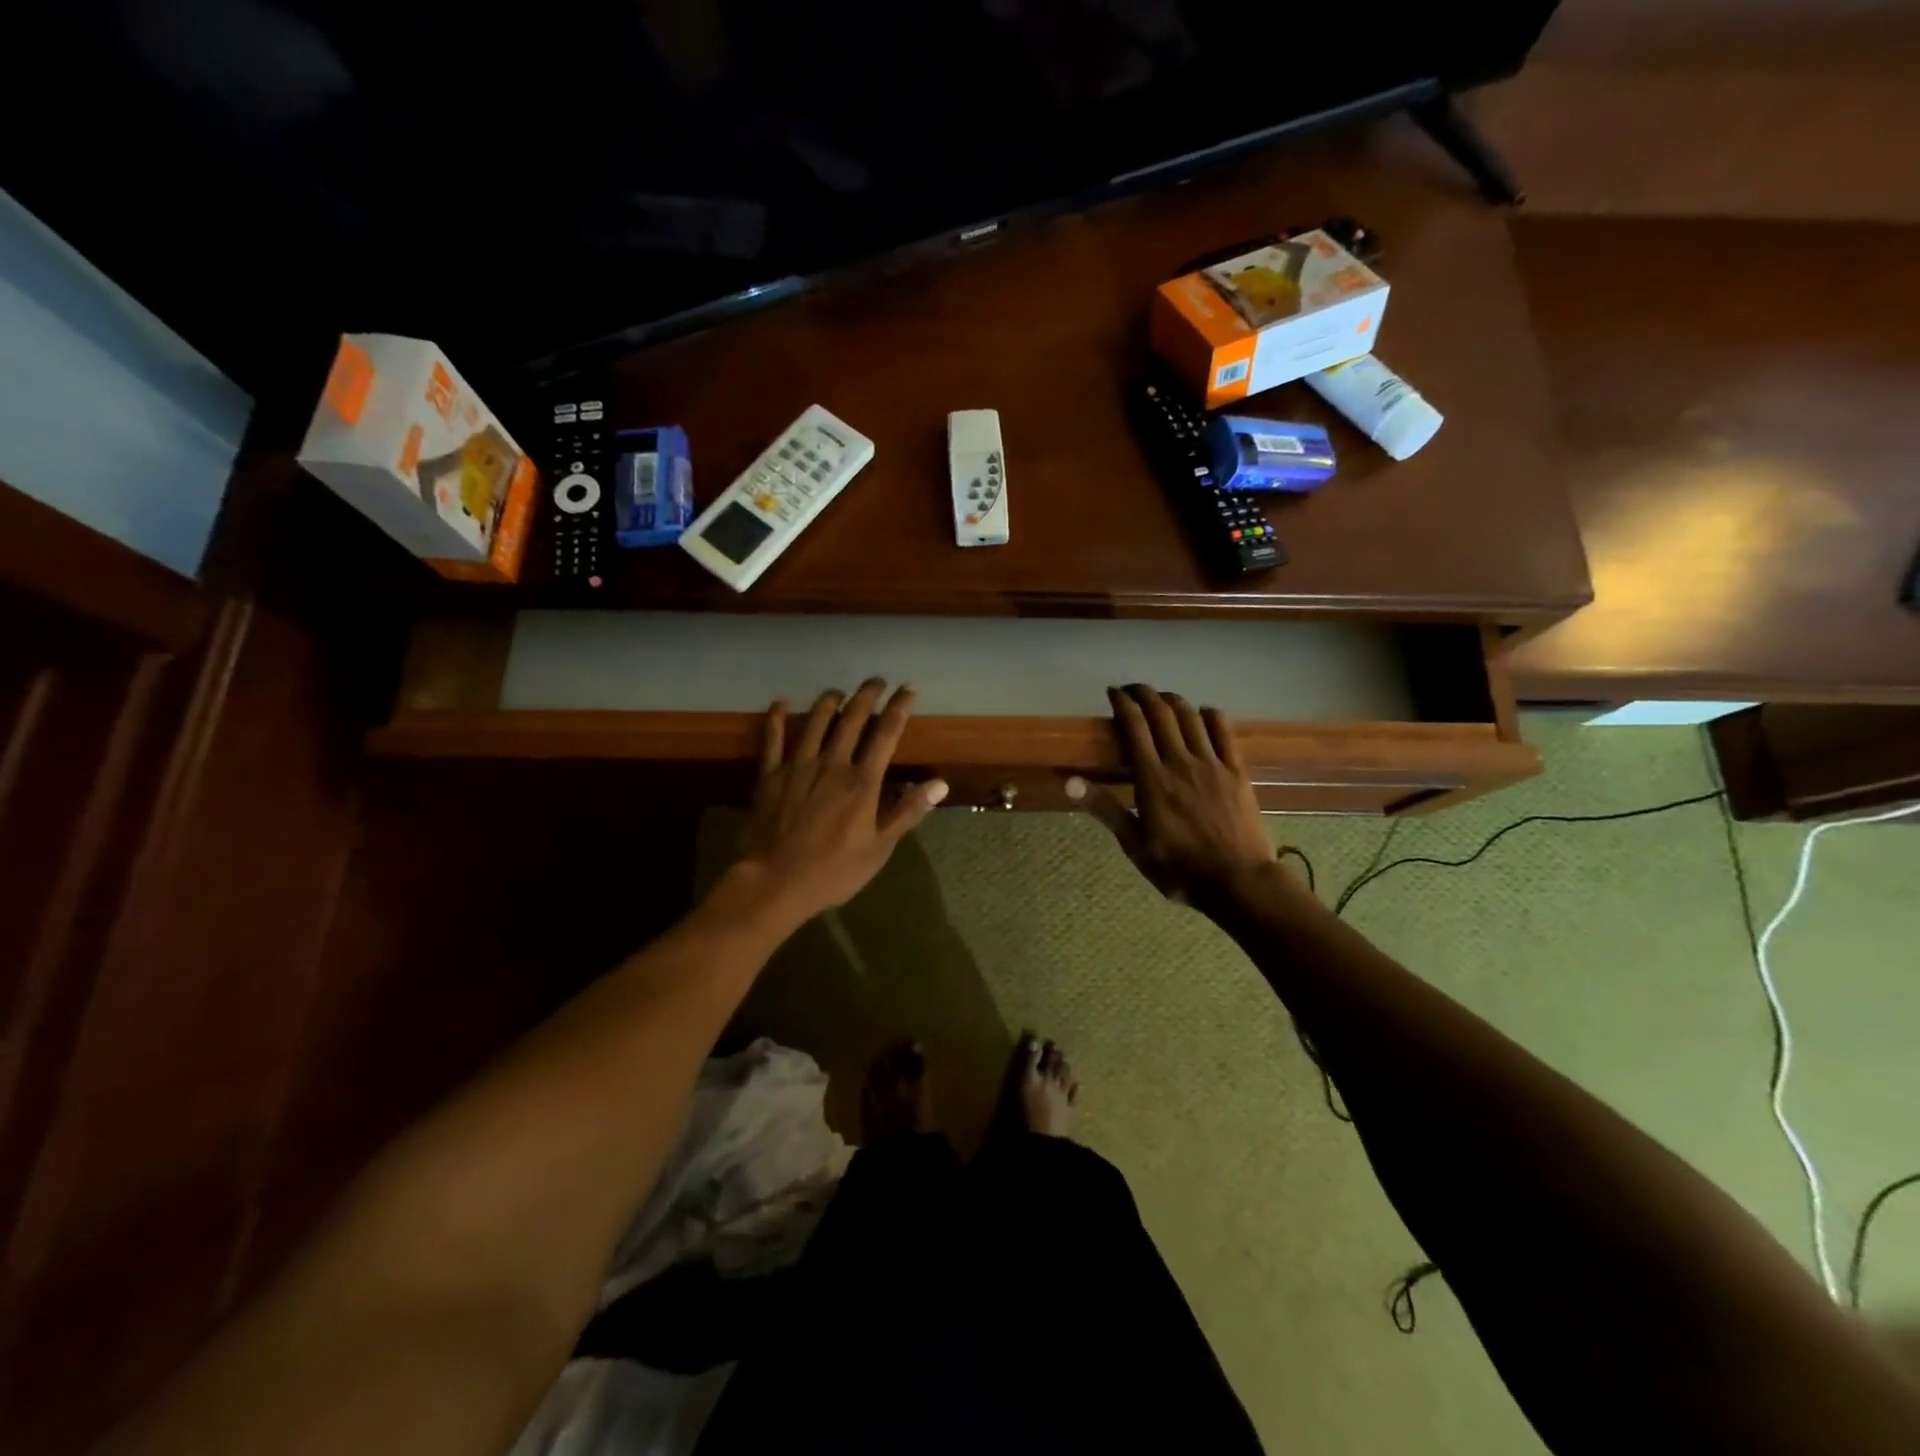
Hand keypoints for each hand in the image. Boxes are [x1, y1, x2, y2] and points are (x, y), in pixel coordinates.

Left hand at [735, 680, 948, 922]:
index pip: (886, 734)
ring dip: (829, 702)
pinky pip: (773, 740)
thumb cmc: (834, 871)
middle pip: (852, 719)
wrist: (775, 883)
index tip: (908, 688)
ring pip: (815, 722)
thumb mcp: (879, 848)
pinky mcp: (769, 776)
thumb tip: (940, 784)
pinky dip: (777, 719)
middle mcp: (832, 764)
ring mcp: (797, 767)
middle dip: (866, 696)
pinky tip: (781, 703)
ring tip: (838, 691)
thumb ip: (908, 811)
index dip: (899, 707)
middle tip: (875, 680)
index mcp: (862, 782)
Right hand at [1094, 684, 1276, 902]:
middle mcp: (1180, 762)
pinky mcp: (1237, 771)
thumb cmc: (1179, 868)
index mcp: (1152, 779)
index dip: (1122, 703)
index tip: (1112, 692)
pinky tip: (1203, 713)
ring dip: (1174, 700)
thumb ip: (1104, 808)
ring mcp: (1212, 764)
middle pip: (1161, 714)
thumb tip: (1069, 781)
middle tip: (1133, 689)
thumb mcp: (1134, 844)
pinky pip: (1224, 731)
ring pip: (1191, 716)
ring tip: (1162, 698)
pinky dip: (1211, 714)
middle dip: (1145, 694)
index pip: (1134, 727)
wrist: (1237, 881)